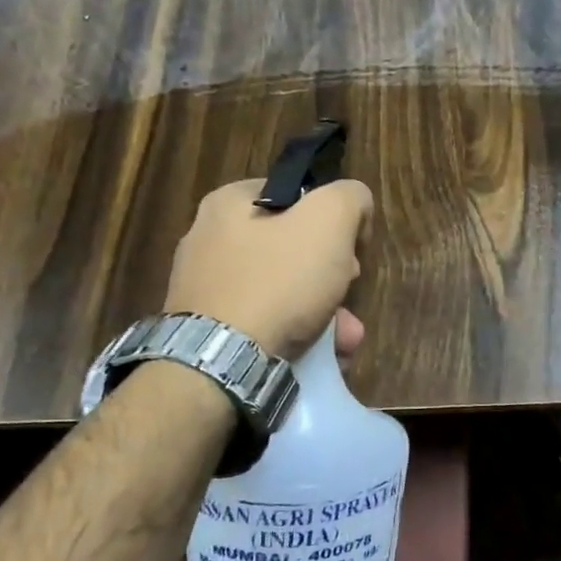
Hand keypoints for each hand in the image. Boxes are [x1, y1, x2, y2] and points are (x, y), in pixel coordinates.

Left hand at [164, 178, 373, 360]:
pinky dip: (298, 337)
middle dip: (333, 276)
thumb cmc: (278, 280)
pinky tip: (323, 356)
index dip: (332, 219)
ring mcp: (206, 291)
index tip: (350, 249)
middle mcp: (209, 241)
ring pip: (284, 293)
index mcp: (228, 204)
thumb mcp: (329, 220)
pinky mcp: (208, 333)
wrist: (222, 364)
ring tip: (346, 339)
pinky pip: (265, 326)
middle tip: (349, 291)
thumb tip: (355, 208)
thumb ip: (350, 198)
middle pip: (293, 250)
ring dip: (325, 314)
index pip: (296, 197)